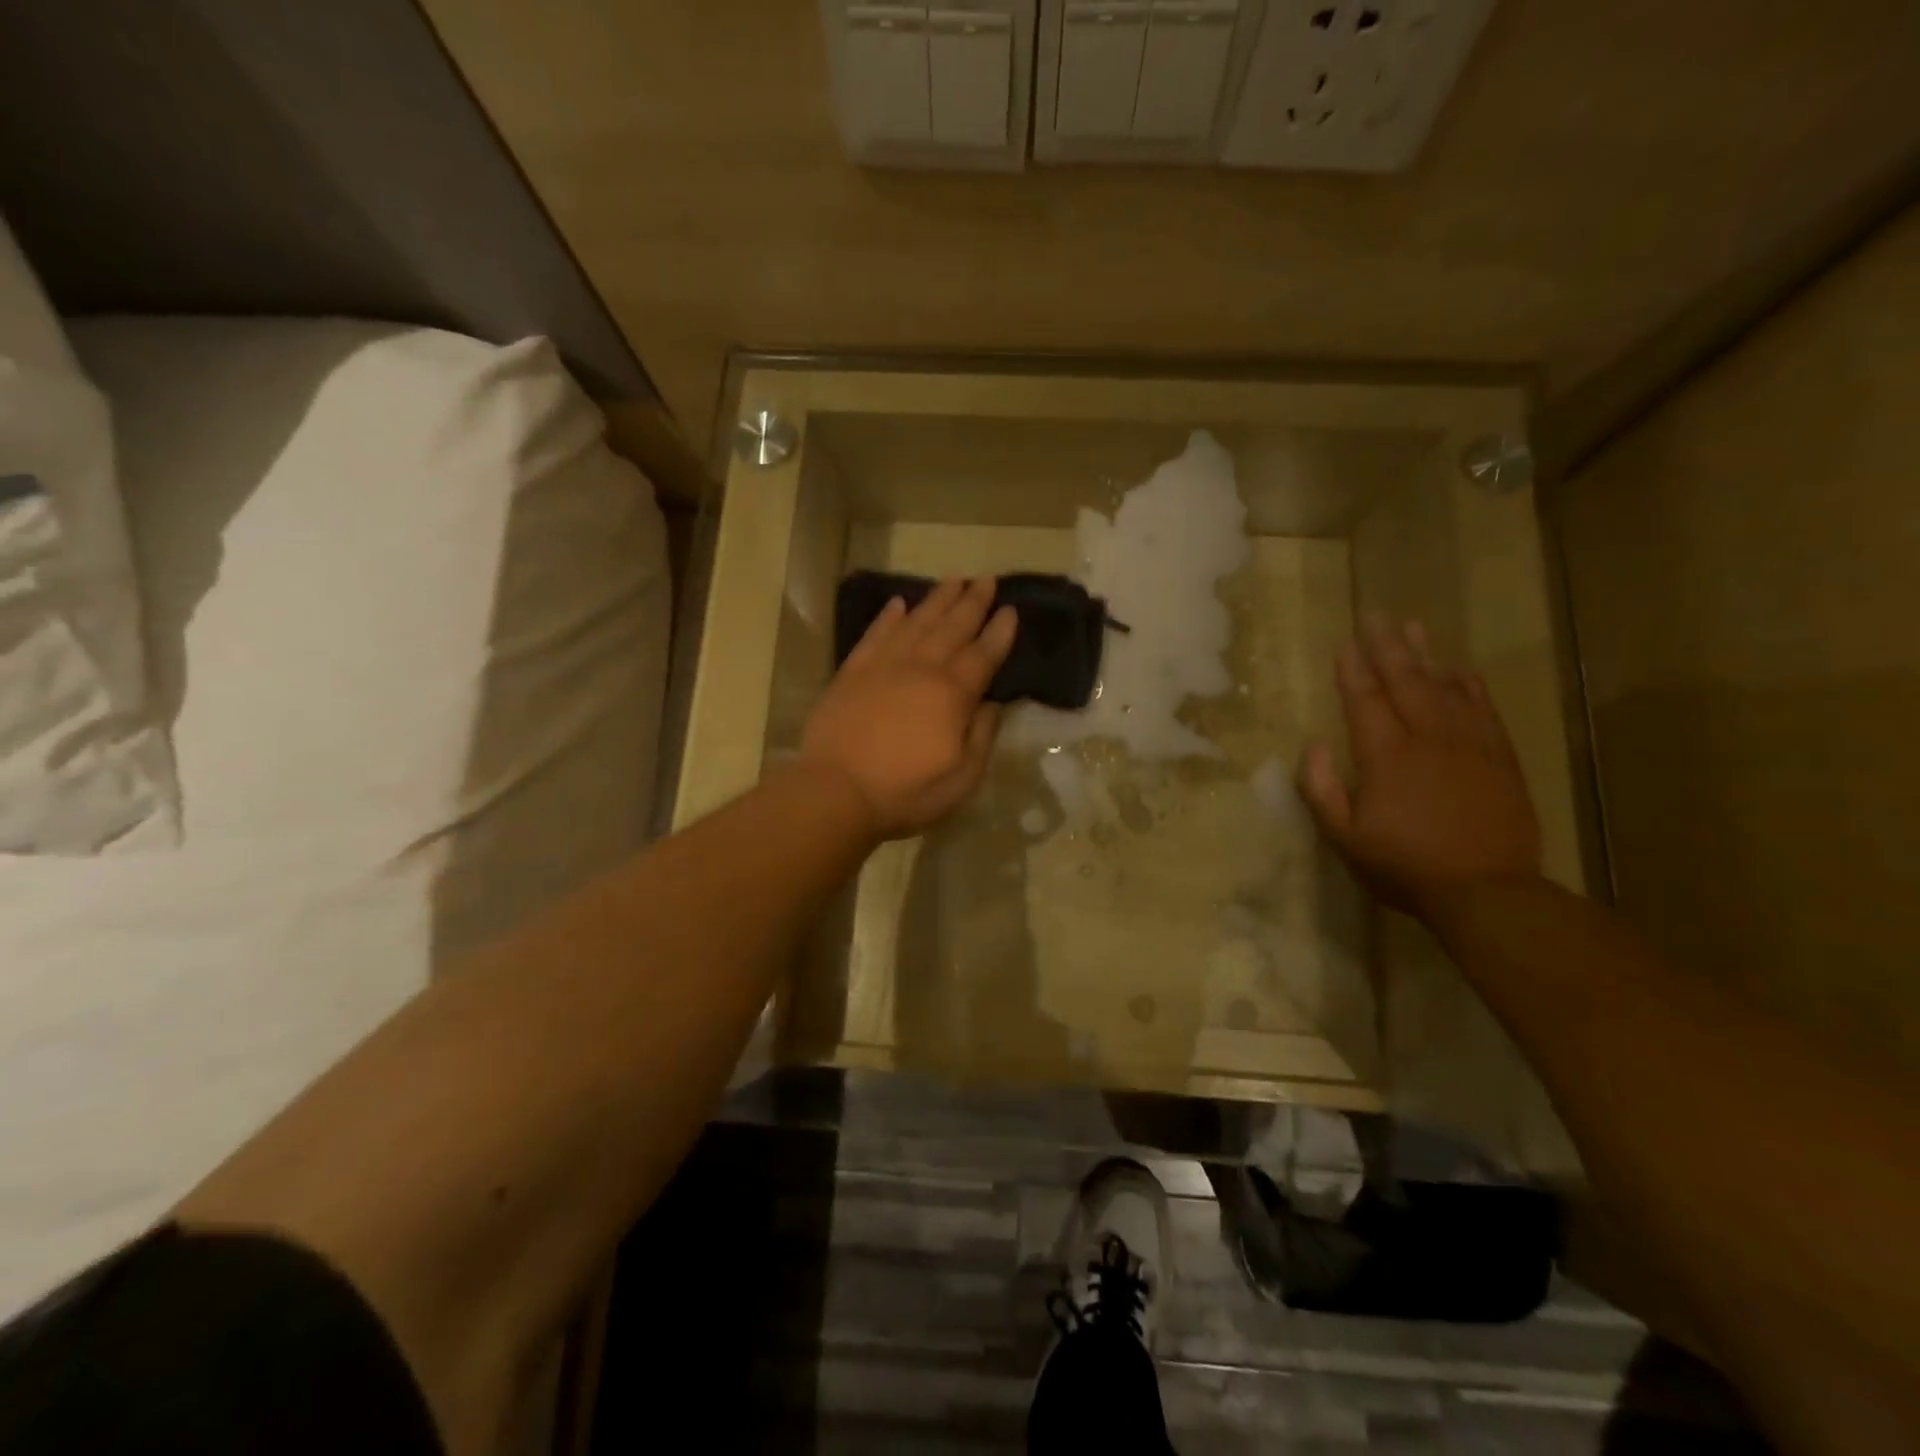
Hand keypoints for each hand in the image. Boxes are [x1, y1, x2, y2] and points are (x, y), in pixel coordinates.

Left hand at [798, 577, 1018, 841]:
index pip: (983, 655)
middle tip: (986, 579)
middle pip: (952, 628)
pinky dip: (889, 617)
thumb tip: (991, 704)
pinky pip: (875, 634)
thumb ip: (981, 738)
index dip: (999, 632)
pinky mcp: (852, 672)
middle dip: (973, 602)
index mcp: (951, 695)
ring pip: (916, 622)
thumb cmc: (904, 793)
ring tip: (954, 580)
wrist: (835, 792)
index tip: (1010, 610)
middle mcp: (920, 669)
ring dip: (937, 600)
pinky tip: (899, 604)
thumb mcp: (961, 780)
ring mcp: (883, 666)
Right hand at [1298, 615, 1541, 921]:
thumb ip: (1322, 789)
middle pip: (1405, 681)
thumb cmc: (1404, 865)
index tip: (1344, 642)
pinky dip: (1469, 684)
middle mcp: (1428, 738)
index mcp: (1386, 756)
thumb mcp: (1344, 837)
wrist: (1487, 891)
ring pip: (1445, 686)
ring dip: (1427, 654)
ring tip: (1413, 627)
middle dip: (1387, 646)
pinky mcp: (1499, 757)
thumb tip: (1315, 746)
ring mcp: (1469, 744)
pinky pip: (1483, 708)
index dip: (1351, 669)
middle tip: (1377, 615)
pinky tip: (1459, 668)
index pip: (1364, 699)